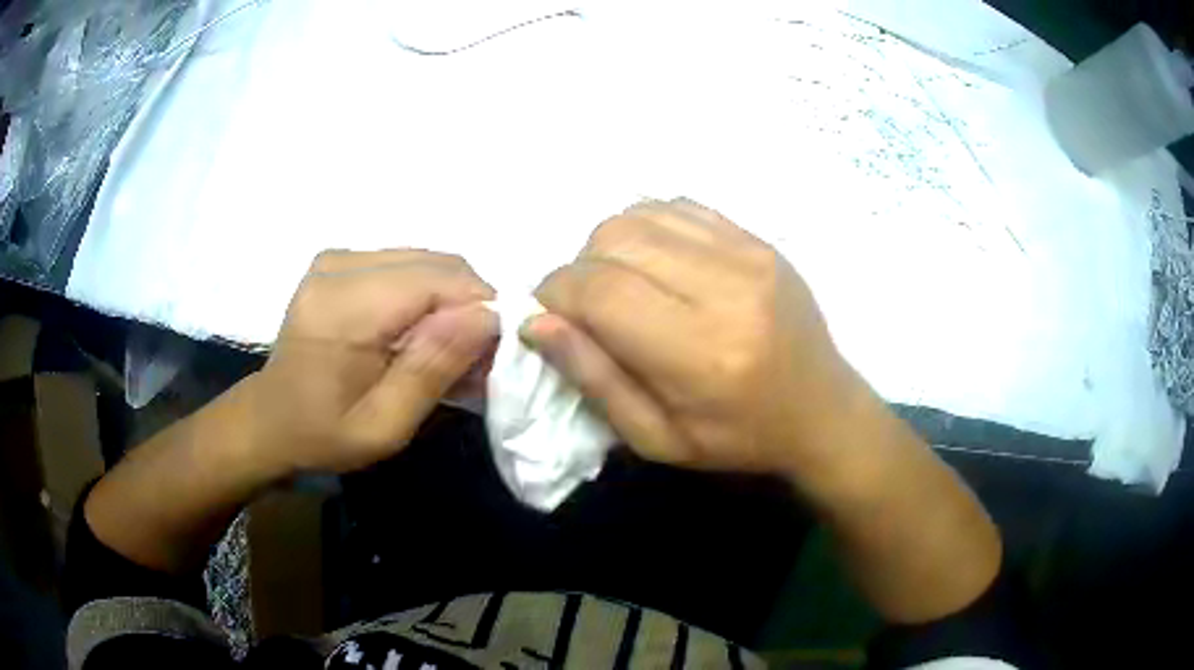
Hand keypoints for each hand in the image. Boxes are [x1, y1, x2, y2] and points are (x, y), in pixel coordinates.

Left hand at [247, 249, 496, 474]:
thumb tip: (487, 316)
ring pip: (427, 261)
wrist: (270, 419)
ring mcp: (337, 258)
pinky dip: (426, 295)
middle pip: (438, 264)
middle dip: (469, 306)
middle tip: (474, 358)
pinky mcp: (339, 261)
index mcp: (345, 307)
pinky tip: (418, 333)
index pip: (440, 280)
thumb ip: (432, 368)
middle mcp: (340, 266)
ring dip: (449, 301)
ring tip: (445, 349)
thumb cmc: (323, 434)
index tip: (495, 354)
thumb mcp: (384, 425)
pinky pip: (405, 264)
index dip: (482, 309)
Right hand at [528, 199, 865, 476]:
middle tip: (588, 307)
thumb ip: (594, 379)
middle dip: (579, 269)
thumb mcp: (656, 438)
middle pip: (615, 240)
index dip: (556, 295)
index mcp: (700, 353)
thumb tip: (536, 323)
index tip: (549, 316)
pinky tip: (656, 263)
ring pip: (641, 214)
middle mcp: (726, 288)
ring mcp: (748, 253)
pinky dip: (648, 228)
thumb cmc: (738, 438)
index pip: (600, 291)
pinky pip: (678, 207)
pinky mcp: (758, 239)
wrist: (822, 410)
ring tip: (622, 285)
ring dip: (610, 246)